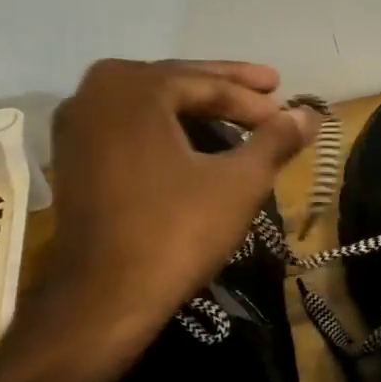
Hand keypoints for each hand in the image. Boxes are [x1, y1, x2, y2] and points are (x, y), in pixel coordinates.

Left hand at [26, 59, 316, 381]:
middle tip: (270, 87)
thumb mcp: (240, 182)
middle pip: (176, 82)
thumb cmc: (176, 232)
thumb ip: (276, 140)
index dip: (254, 101)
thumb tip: (309, 114)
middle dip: (226, 89)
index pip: (208, 84)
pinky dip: (165, 126)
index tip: (287, 116)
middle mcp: (95, 93)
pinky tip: (193, 139)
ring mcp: (76, 126)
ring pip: (151, 103)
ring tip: (238, 113)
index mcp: (134, 88)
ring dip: (195, 106)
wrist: (104, 299)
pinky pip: (129, 125)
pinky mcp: (71, 157)